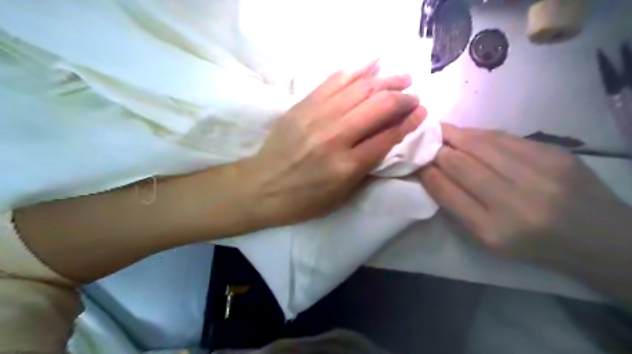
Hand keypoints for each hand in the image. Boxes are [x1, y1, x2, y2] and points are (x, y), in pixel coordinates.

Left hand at [239, 62, 426, 227]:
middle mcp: (335, 137)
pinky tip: (372, 64)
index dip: (408, 122)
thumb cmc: (303, 200)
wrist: (260, 187)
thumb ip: (366, 169)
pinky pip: (333, 81)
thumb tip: (388, 141)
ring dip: (385, 80)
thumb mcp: (341, 197)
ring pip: (359, 89)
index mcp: (346, 166)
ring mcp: (316, 117)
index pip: (387, 136)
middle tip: (413, 96)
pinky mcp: (302, 106)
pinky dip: (356, 70)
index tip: (421, 112)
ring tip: (401, 77)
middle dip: (402, 98)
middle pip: (378, 107)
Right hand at [418, 125, 628, 268]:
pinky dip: (480, 134)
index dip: (425, 171)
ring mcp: (538, 174)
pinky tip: (468, 133)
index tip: (413, 161)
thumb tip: (431, 173)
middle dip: (435, 149)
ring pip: (480, 144)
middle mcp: (514, 201)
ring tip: (438, 130)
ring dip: (453, 135)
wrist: (599, 239)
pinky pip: (505, 137)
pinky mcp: (555, 154)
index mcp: (492, 230)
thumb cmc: (532, 245)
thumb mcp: (488, 239)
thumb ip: (458, 206)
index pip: (446, 190)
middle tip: (421, 140)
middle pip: (460, 163)